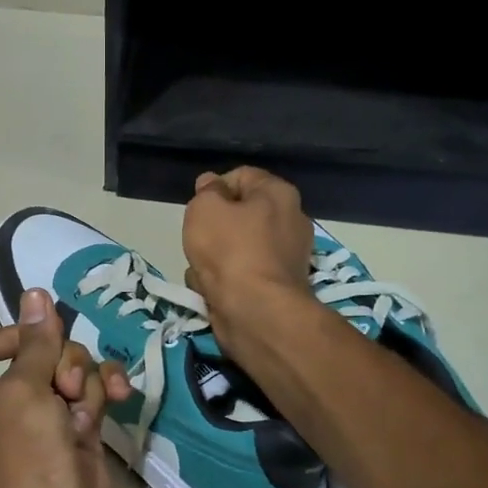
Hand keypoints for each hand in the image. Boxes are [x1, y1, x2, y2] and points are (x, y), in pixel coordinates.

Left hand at [0, 289, 131, 487]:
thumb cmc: (25, 463)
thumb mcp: (23, 393)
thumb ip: (35, 343)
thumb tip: (35, 295)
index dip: (12, 335)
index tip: (39, 343)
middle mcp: (8, 406)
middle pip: (36, 353)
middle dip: (60, 360)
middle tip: (67, 389)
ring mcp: (47, 423)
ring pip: (71, 372)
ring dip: (87, 378)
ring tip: (91, 407)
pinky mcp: (80, 438)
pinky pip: (94, 397)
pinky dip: (106, 394)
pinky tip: (120, 400)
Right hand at [182, 167, 317, 353]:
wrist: (256, 311)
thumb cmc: (229, 250)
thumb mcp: (205, 208)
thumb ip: (207, 191)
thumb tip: (212, 184)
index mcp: (279, 194)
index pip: (241, 176)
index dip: (213, 188)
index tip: (196, 207)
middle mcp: (291, 220)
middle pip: (240, 214)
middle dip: (214, 228)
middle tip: (198, 239)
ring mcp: (286, 257)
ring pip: (237, 247)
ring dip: (215, 258)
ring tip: (203, 270)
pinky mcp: (278, 287)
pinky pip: (242, 274)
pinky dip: (226, 281)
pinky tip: (213, 290)